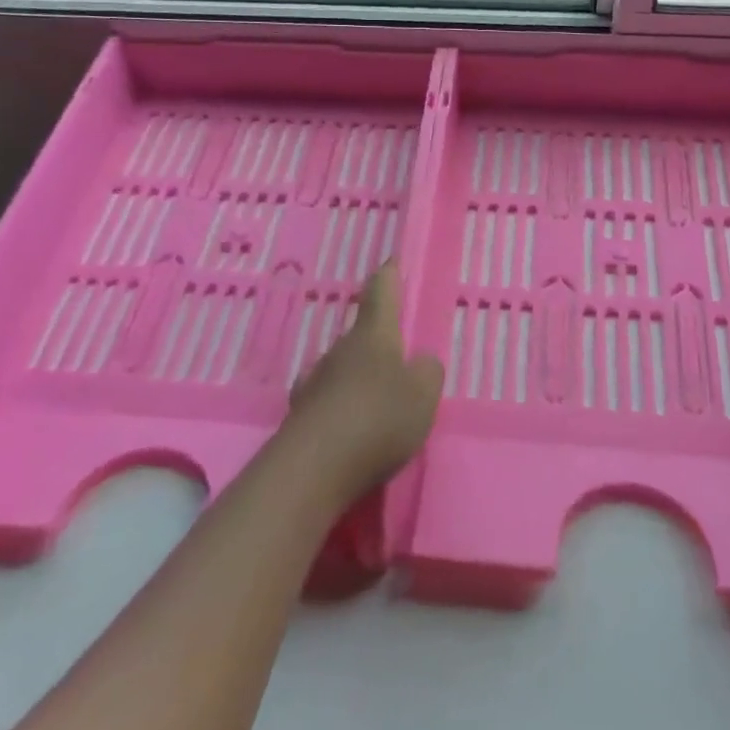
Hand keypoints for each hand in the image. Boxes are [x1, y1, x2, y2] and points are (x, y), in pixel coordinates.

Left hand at [284, 262, 443, 503]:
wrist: (312, 469)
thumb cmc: (377, 419)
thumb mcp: (423, 395)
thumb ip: (428, 373)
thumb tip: (420, 362)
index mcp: (373, 336)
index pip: (382, 293)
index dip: (389, 276)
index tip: (391, 260)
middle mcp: (339, 350)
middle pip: (361, 335)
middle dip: (379, 341)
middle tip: (399, 357)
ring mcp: (315, 382)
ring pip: (342, 369)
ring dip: (358, 377)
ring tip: (378, 399)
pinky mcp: (301, 416)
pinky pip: (329, 401)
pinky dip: (343, 408)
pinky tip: (352, 428)